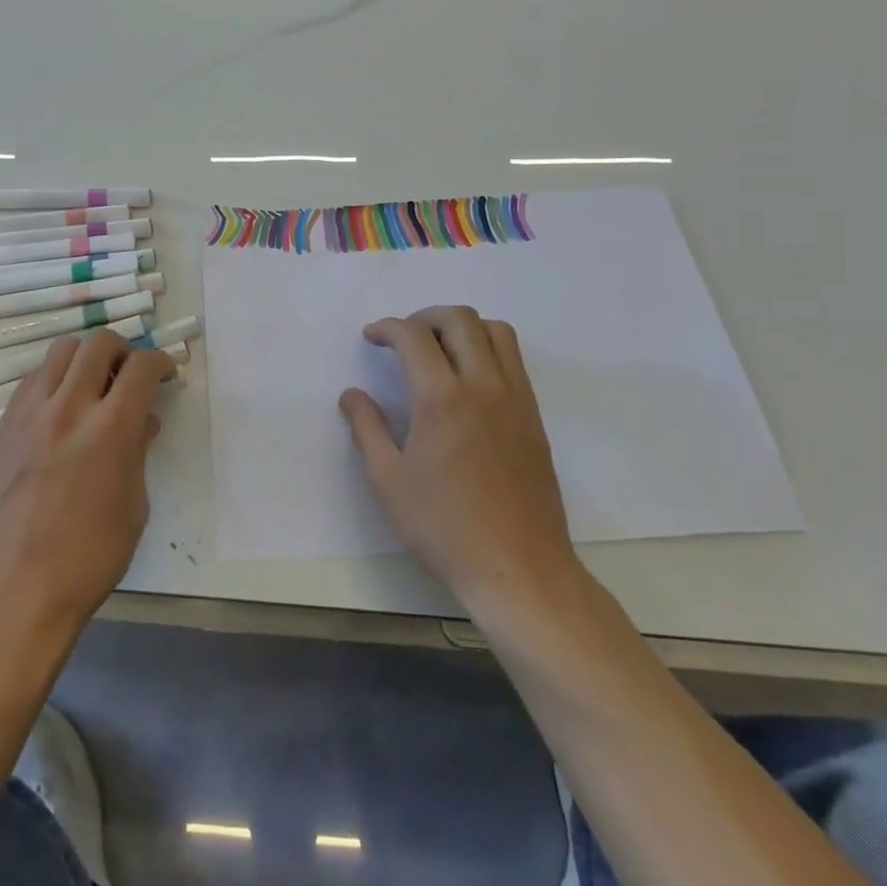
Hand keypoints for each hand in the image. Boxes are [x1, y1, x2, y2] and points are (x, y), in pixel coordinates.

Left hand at [0, 330, 178, 631]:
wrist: (18, 588)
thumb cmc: (90, 556)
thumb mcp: (134, 505)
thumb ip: (138, 452)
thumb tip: (142, 423)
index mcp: (111, 428)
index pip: (141, 366)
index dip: (160, 361)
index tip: (165, 373)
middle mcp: (69, 407)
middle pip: (98, 342)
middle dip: (123, 350)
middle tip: (129, 374)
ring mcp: (30, 413)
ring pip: (60, 351)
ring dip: (84, 359)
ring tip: (91, 386)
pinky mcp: (2, 427)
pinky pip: (31, 381)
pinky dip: (53, 381)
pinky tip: (58, 411)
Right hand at [340, 306, 581, 610]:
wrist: (518, 568)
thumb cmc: (443, 526)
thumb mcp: (388, 480)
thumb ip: (367, 428)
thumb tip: (352, 394)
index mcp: (441, 398)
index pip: (414, 336)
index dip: (388, 328)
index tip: (371, 337)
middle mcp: (483, 386)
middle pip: (460, 320)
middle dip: (425, 316)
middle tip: (403, 338)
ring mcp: (516, 399)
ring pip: (496, 332)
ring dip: (462, 328)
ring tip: (439, 350)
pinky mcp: (534, 418)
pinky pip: (514, 361)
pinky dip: (487, 349)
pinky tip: (467, 381)